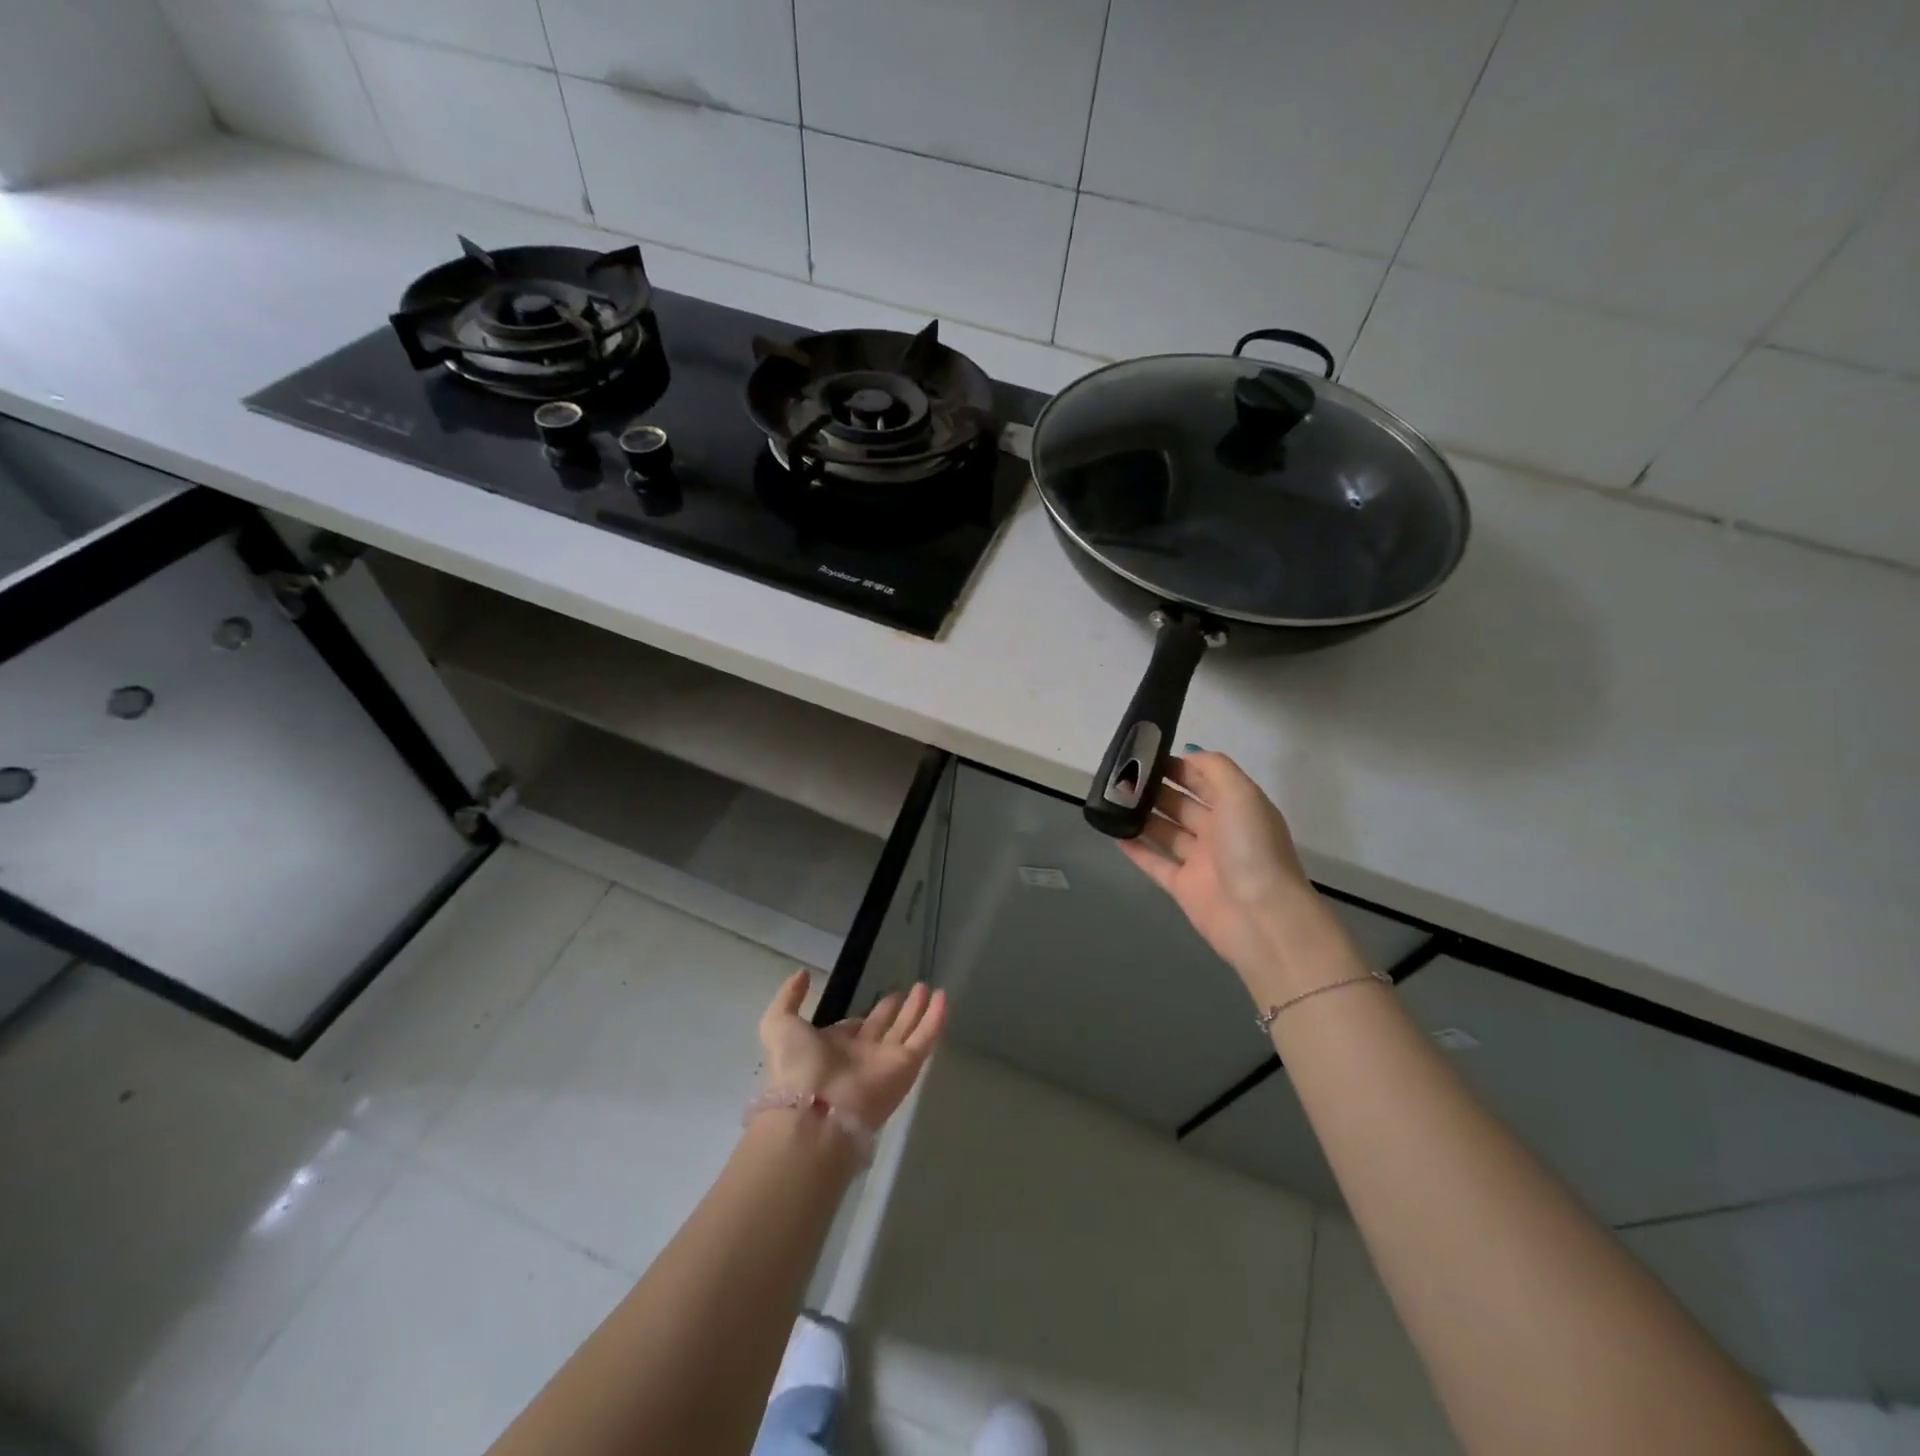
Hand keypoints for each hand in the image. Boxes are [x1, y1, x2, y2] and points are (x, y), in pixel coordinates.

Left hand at [758, 972, 945, 1130]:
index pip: (854, 1029)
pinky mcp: (906, 1067)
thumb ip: (789, 998)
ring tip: (928, 988)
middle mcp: (861, 1056)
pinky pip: (925, 1038)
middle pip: (884, 1028)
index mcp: (833, 1050)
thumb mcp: (778, 1024)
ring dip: (918, 1010)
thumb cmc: (796, 1066)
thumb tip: (803, 974)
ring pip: (907, 1031)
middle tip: (910, 990)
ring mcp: (886, 1062)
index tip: (878, 1000)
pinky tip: (944, 997)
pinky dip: (935, 1019)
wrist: (815, 1110)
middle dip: (896, 1010)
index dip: (865, 1015)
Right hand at [1117, 752, 1340, 994]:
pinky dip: (1136, 849)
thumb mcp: (1241, 794)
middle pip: (1183, 804)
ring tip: (1112, 800)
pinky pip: (1155, 863)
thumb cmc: (1251, 848)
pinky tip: (1115, 833)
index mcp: (1239, 808)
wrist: (1260, 916)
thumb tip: (1188, 755)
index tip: (1146, 755)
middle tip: (1122, 777)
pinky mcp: (1183, 887)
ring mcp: (1201, 861)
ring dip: (1143, 816)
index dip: (1180, 766)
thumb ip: (1214, 768)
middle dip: (1156, 789)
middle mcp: (1220, 832)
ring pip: (1167, 832)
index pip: (1206, 779)